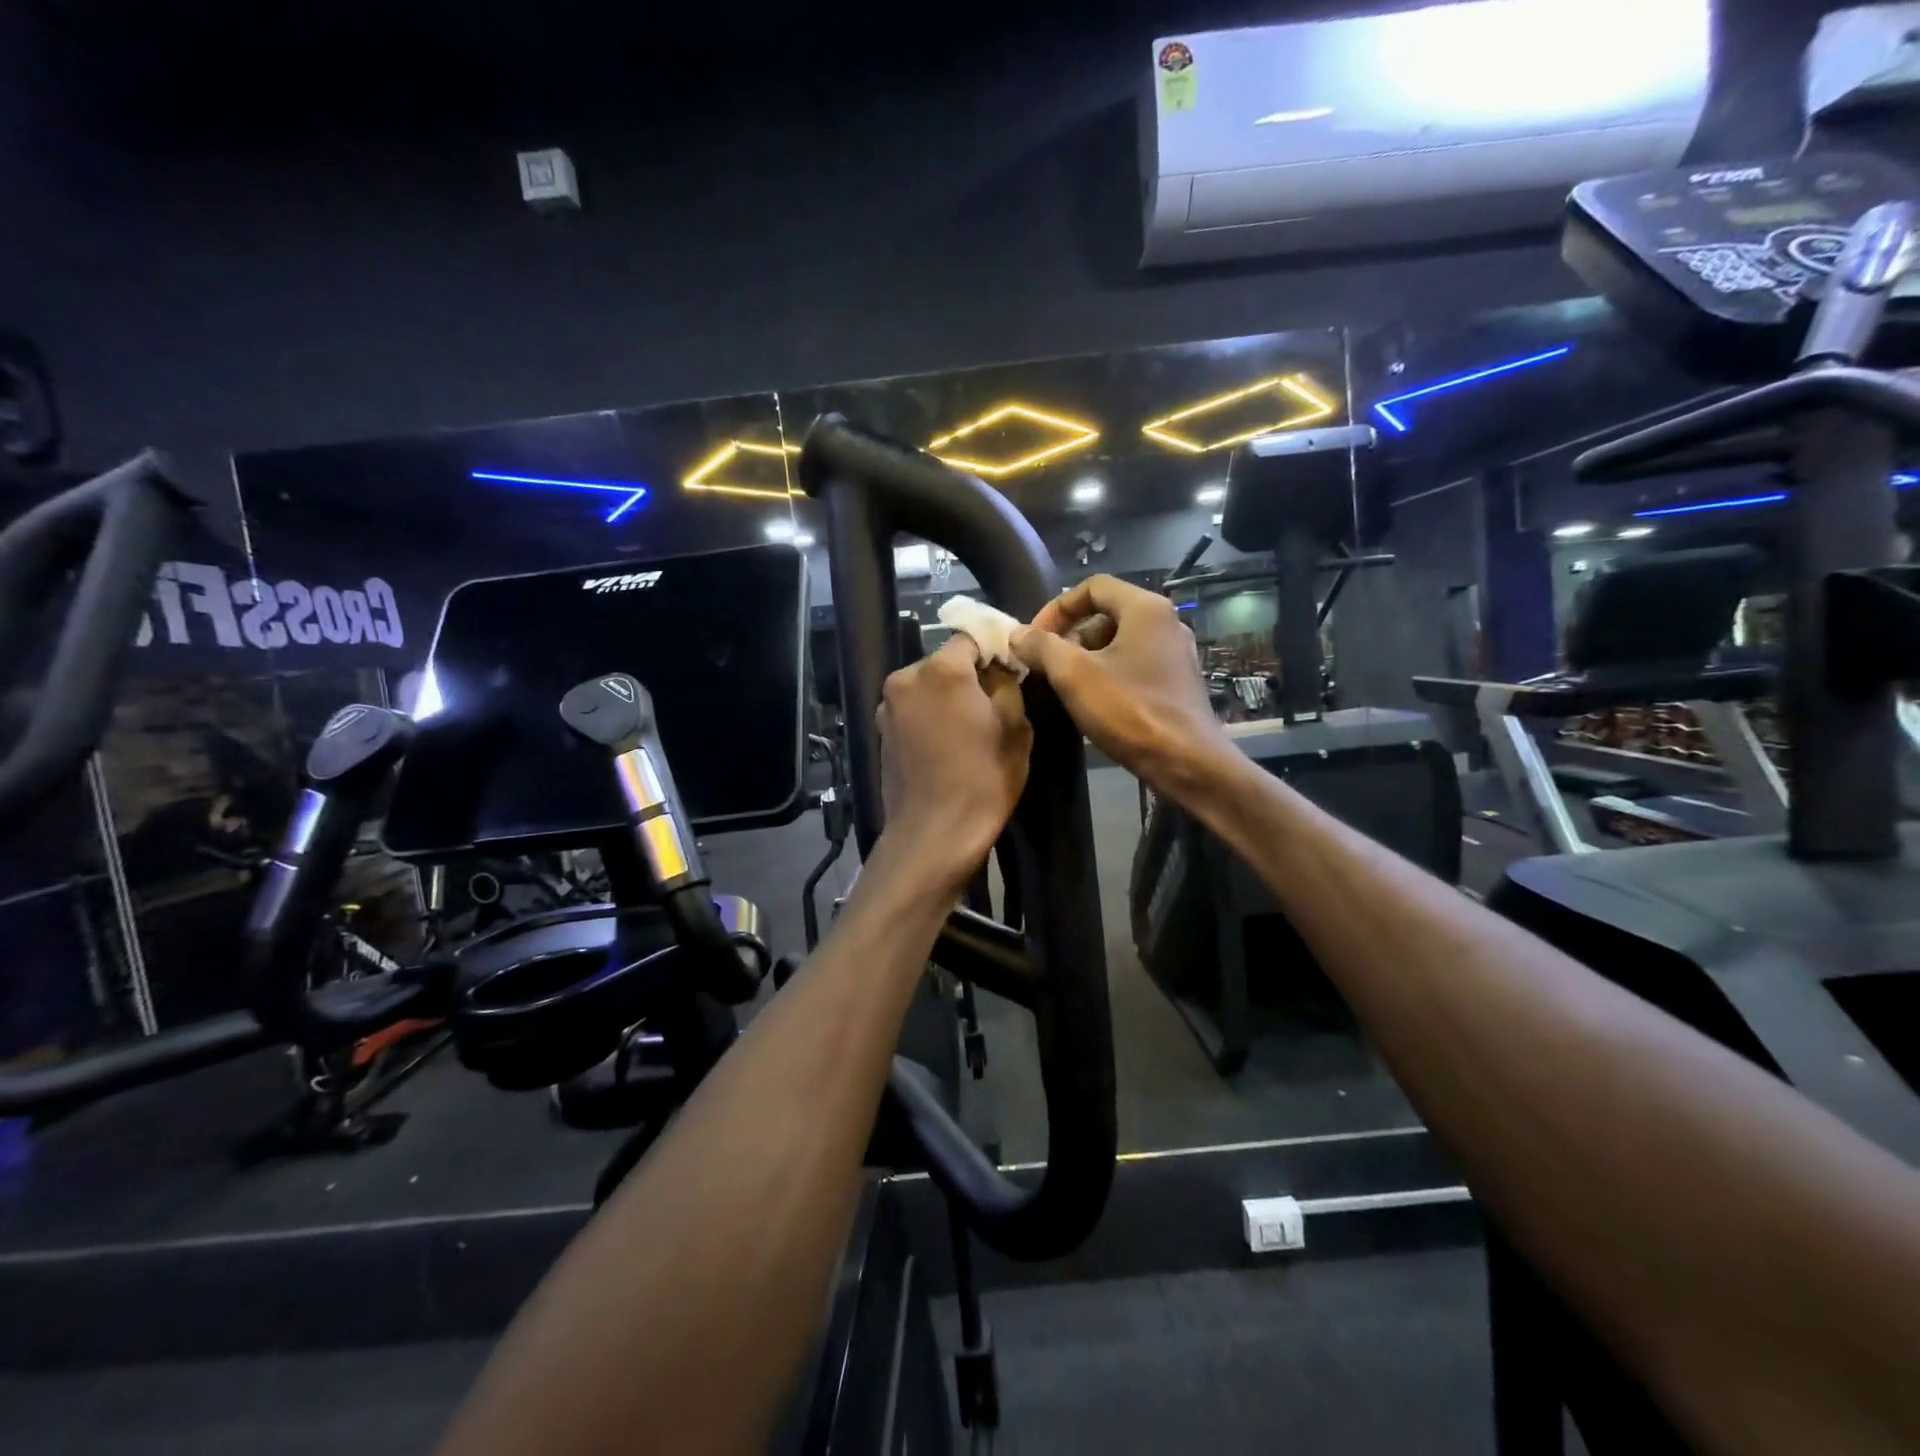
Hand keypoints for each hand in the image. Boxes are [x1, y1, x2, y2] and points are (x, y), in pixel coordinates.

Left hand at [877, 635, 1031, 890]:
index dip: (993, 650)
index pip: (971, 637)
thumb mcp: (1016, 728)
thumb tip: (1000, 669)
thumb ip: (1007, 685)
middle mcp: (906, 677)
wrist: (934, 834)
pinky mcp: (880, 731)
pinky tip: (945, 744)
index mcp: (942, 670)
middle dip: (968, 676)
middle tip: (992, 703)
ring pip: (926, 686)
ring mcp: (887, 705)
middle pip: (945, 662)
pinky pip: (912, 709)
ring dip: (946, 697)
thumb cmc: (983, 780)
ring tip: (968, 729)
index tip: (1010, 670)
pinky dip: (929, 716)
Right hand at [1012, 574, 1230, 795]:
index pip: (1093, 586)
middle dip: (1071, 634)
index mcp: (1146, 608)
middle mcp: (1166, 622)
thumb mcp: (1074, 675)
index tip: (1035, 637)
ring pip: (1120, 641)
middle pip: (1107, 613)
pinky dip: (1108, 673)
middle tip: (1046, 663)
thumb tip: (1018, 633)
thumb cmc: (1130, 710)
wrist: (1186, 762)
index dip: (1057, 607)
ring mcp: (1175, 653)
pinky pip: (1134, 663)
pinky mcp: (1177, 682)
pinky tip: (1093, 701)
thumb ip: (1042, 646)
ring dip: (1086, 656)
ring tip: (1063, 684)